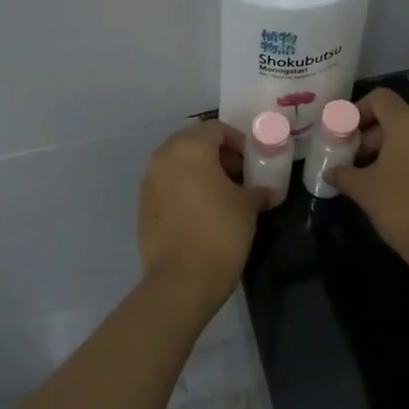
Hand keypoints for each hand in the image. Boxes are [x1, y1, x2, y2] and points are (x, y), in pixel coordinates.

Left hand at [137, 120, 269, 307]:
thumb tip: (265, 190)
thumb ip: (257, 189)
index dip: (239, 141)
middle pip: (194, 142)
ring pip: (178, 164)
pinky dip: (185, 189)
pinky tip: (203, 212)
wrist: (182, 279)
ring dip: (200, 171)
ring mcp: (149, 181)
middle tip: (239, 175)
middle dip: (218, 154)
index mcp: (189, 148)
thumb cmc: (220, 232)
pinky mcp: (143, 205)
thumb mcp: (248, 206)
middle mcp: (163, 157)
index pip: (216, 129)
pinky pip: (168, 185)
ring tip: (223, 195)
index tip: (253, 161)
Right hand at [326, 88, 408, 282]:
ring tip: (360, 177)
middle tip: (345, 159)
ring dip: (381, 152)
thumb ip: (343, 174)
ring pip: (406, 138)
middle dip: (365, 135)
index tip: (340, 134)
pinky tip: (384, 189)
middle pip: (392, 118)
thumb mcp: (365, 190)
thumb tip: (330, 171)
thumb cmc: (403, 207)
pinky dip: (399, 162)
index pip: (380, 98)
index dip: (355, 110)